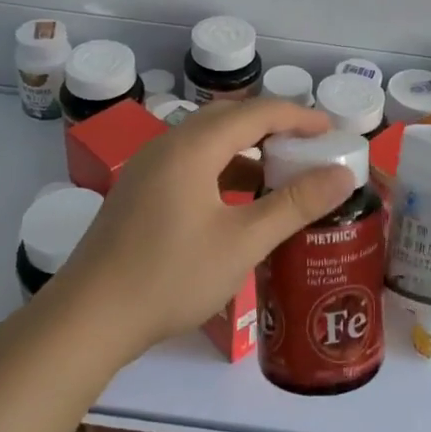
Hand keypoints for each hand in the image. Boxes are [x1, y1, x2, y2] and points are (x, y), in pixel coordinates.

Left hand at [62, 98, 354, 359]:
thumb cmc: (170, 276)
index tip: (332, 131)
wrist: (88, 319)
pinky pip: (191, 163)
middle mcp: (168, 146)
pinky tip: (239, 202)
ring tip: (281, 174)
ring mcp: (148, 168)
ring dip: (247, 150)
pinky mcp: (140, 192)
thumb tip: (342, 175)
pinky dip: (223, 170)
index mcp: (192, 147)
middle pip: (229, 119)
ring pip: (208, 142)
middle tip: (310, 148)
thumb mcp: (242, 242)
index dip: (298, 116)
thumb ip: (294, 205)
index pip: (256, 113)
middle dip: (273, 128)